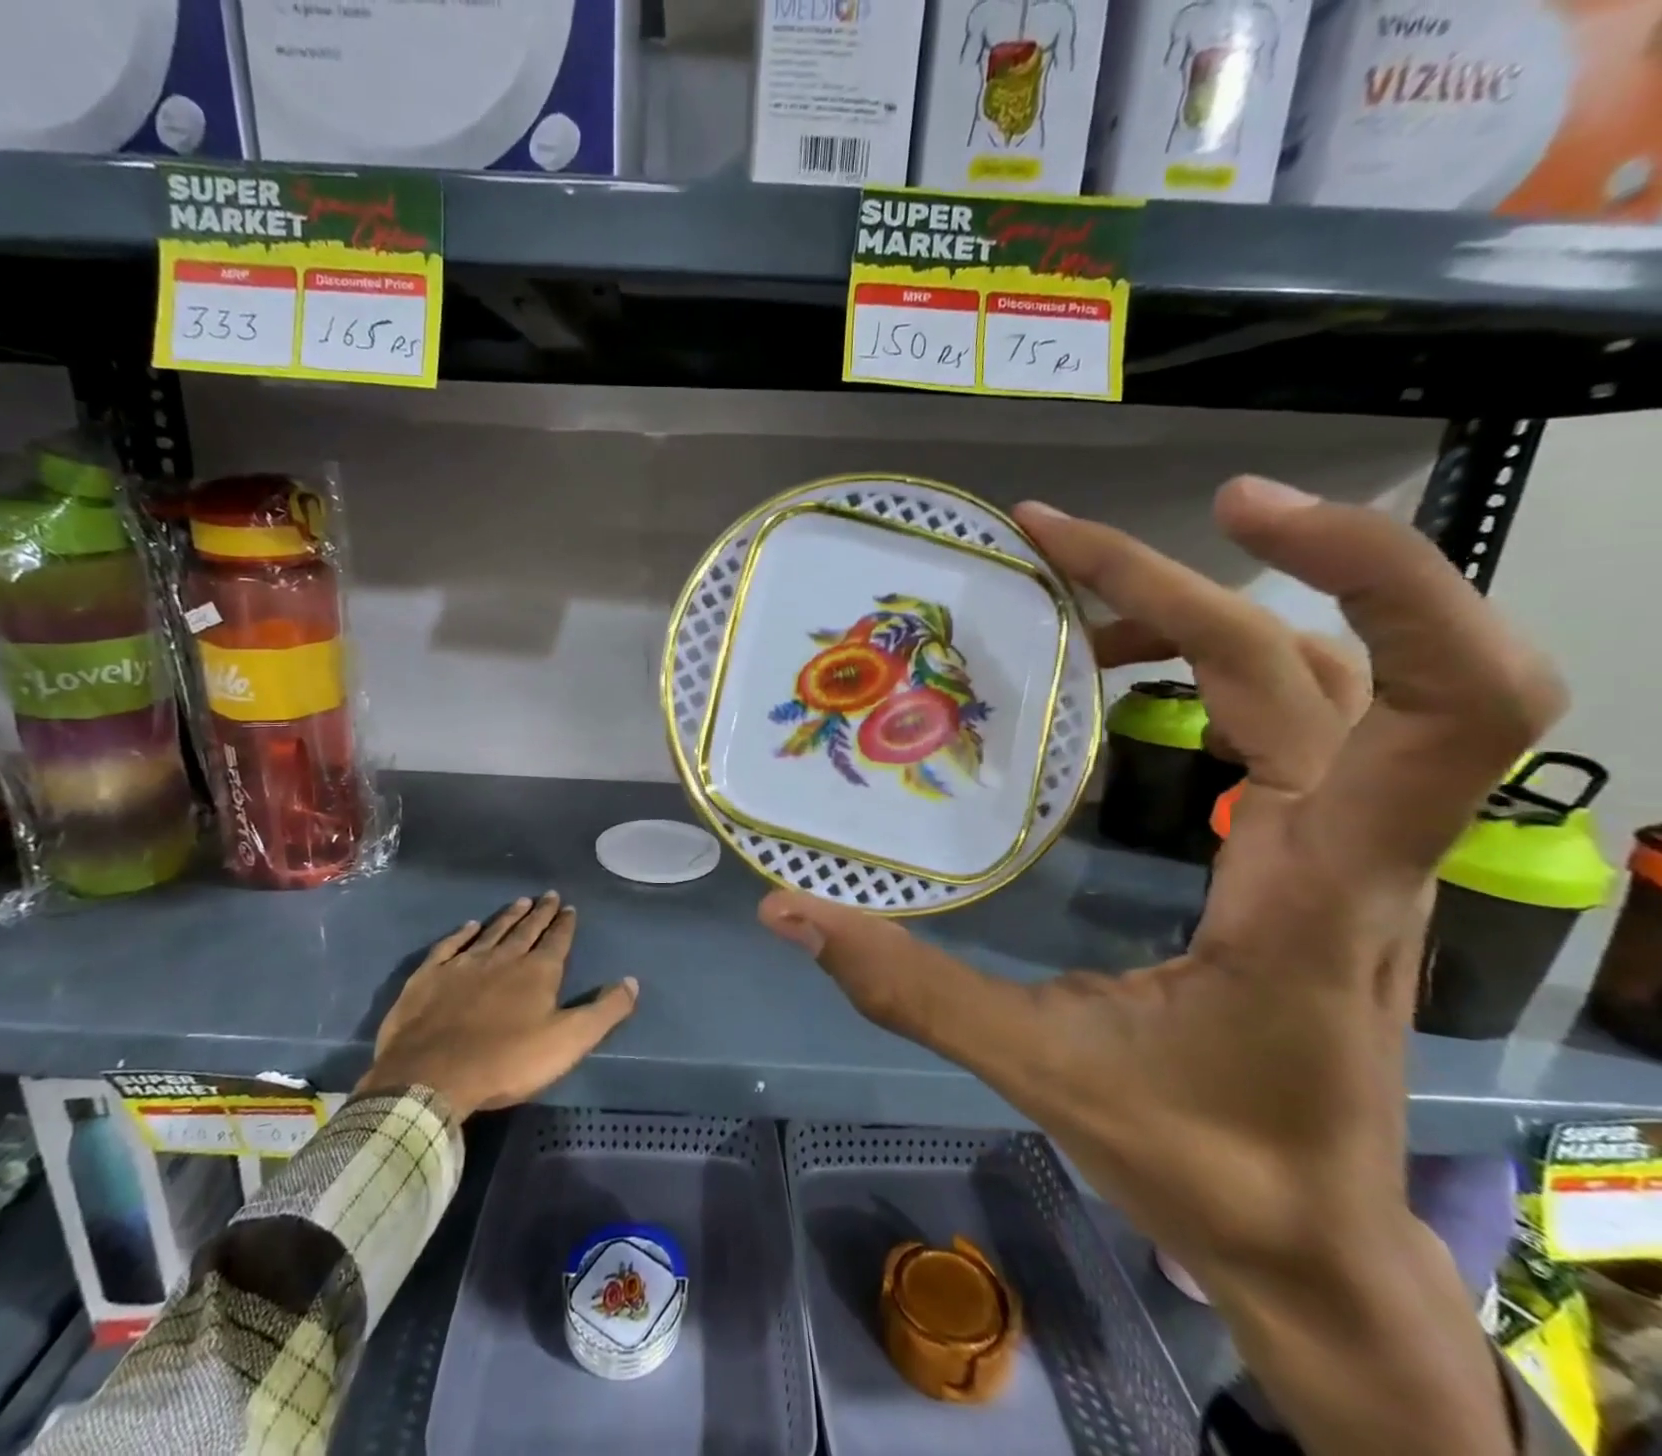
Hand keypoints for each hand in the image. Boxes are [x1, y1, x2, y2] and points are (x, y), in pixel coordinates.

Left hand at [359, 893, 637, 1118]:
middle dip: (540, 913)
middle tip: (548, 895)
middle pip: (526, 930)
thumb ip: (604, 1011)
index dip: (565, 924)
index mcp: (537, 972)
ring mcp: (463, 965)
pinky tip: (468, 926)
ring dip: (507, 917)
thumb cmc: (506, 1061)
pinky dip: (461, 934)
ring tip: (519, 902)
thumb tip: (632, 981)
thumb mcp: (568, 1041)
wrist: (432, 1075)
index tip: (569, 907)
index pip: (557, 941)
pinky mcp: (430, 977)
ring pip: (492, 932)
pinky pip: (449, 947)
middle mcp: (503, 959)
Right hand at [759, 477, 1563, 1453]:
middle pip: (1329, 657)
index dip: (1372, 576)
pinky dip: (1211, 662)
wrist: (1313, 1242)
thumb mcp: (1044, 1075)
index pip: (1432, 707)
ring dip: (1204, 610)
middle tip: (1055, 538)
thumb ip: (912, 990)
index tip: (1232, 509)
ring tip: (1075, 601)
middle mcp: (1363, 849)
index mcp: (1321, 893)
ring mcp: (1353, 847)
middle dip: (1195, 572)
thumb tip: (789, 913)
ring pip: (1329, 674)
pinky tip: (1120, 678)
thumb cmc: (1205, 1164)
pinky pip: (1301, 716)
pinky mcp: (1325, 853)